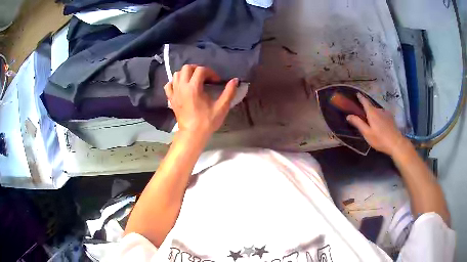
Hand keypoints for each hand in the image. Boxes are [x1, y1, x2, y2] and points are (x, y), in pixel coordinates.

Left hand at [164, 65, 237, 138]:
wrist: (192, 134)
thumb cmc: (207, 121)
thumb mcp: (221, 107)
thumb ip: (229, 92)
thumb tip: (235, 80)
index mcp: (193, 87)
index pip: (201, 70)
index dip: (211, 72)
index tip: (216, 81)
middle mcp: (182, 87)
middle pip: (187, 68)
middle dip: (197, 69)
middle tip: (205, 77)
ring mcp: (174, 92)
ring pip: (177, 74)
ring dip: (186, 74)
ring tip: (194, 80)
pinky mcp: (171, 98)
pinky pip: (169, 85)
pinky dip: (175, 82)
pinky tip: (181, 86)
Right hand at [346, 93, 406, 155]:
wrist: (396, 143)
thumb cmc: (380, 139)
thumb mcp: (367, 133)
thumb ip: (358, 123)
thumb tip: (348, 115)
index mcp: (372, 113)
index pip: (365, 101)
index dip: (360, 97)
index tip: (357, 93)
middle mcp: (379, 110)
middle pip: (371, 107)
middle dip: (367, 110)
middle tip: (364, 117)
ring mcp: (386, 113)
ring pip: (377, 112)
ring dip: (374, 115)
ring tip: (373, 124)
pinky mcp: (391, 118)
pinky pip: (382, 115)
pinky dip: (379, 117)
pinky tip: (380, 125)